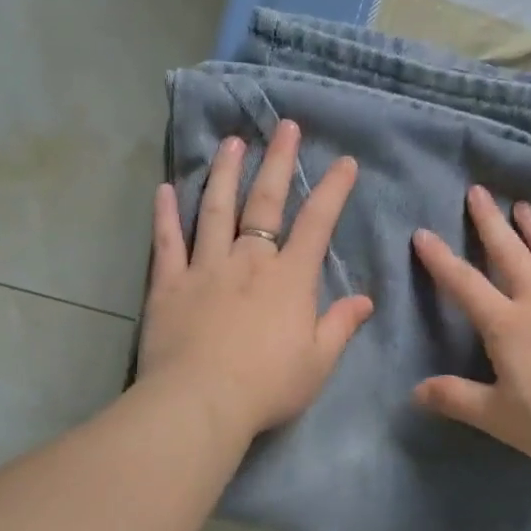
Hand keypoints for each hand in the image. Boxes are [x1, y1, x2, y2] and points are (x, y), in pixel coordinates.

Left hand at [138, 120, 373, 440]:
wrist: (199, 403)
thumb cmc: (267, 386)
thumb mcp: (318, 362)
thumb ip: (340, 326)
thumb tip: (365, 301)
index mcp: (289, 278)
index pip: (316, 224)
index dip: (333, 190)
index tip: (344, 161)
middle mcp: (248, 261)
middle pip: (265, 202)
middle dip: (279, 162)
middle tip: (285, 126)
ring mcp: (205, 268)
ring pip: (215, 209)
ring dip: (225, 173)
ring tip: (232, 142)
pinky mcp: (168, 284)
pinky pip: (167, 242)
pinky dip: (165, 214)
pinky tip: (165, 188)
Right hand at [411, 185, 530, 464]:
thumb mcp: (499, 417)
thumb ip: (457, 399)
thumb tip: (416, 391)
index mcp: (508, 325)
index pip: (465, 286)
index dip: (441, 260)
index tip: (422, 233)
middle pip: (511, 255)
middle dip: (491, 223)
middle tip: (478, 191)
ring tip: (525, 206)